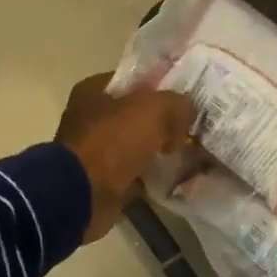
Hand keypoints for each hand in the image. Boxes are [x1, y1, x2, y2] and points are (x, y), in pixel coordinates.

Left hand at [55, 74, 194, 242]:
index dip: (163, 87)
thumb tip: (188, 112)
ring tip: (190, 155)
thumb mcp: (154, 110)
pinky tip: (175, 178)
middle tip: (193, 129)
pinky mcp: (102, 182)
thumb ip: (177, 103)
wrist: (83, 195)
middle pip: (137, 116)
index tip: (189, 99)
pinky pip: (134, 175)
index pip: (135, 80)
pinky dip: (151, 178)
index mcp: (94, 90)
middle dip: (164, 123)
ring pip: (137, 147)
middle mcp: (91, 119)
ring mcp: (95, 153)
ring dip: (159, 152)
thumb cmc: (113, 142)